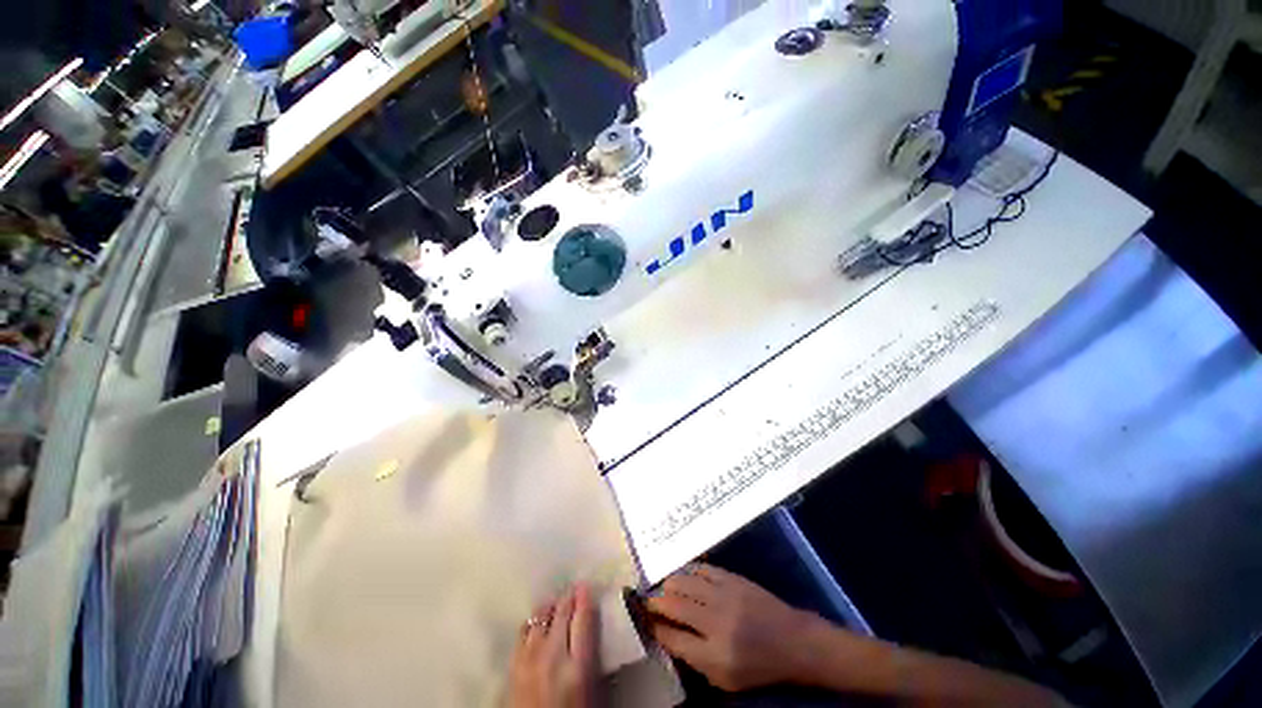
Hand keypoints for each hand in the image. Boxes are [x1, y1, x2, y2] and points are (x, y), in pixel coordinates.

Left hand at [509, 583, 600, 707]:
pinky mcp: (513, 664)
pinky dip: (533, 621)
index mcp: (577, 665)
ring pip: (540, 617)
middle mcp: (553, 656)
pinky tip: (536, 621)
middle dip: (568, 597)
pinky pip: (523, 630)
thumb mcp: (590, 690)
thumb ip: (590, 656)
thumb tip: (592, 626)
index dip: (584, 598)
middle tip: (573, 588)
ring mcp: (529, 658)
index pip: (582, 620)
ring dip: (550, 606)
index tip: (585, 585)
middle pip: (561, 614)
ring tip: (555, 602)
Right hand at [646, 564, 825, 691]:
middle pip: (673, 605)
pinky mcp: (731, 578)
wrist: (792, 640)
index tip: (647, 622)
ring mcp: (723, 595)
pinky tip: (684, 575)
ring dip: (669, 584)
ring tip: (663, 587)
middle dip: (655, 602)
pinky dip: (688, 571)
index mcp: (713, 654)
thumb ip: (694, 660)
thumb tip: (669, 637)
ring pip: (684, 582)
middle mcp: (715, 621)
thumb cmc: (758, 666)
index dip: (655, 628)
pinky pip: (701, 569)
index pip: (672, 638)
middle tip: (648, 601)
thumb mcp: (725, 679)